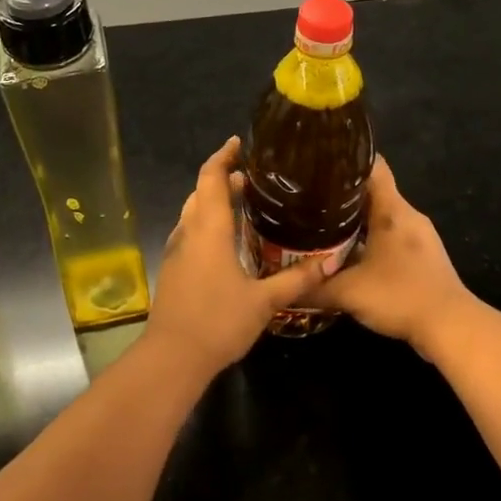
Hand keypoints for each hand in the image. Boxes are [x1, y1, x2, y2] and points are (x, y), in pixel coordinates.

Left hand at [147, 138, 330, 375]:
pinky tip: (228, 239)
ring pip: (193, 212)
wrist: (172, 357)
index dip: (223, 156)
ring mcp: (177, 251)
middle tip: (253, 177)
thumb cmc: (218, 322)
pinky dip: (208, 222)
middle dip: (223, 178)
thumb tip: (329, 263)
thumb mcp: (264, 301)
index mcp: (209, 229)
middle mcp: (189, 232)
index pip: (211, 178)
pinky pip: (191, 232)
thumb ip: (296, 280)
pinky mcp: (174, 269)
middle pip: (201, 191)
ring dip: (214, 200)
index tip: (239, 143)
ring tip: (244, 201)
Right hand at [308, 157, 473, 351]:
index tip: (319, 163)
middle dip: (342, 194)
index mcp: (392, 210)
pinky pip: (391, 237)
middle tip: (309, 199)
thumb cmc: (400, 296)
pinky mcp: (423, 258)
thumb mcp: (348, 292)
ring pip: (382, 216)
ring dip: (356, 220)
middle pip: (373, 192)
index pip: (373, 167)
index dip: (347, 161)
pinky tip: (350, 254)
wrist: (451, 327)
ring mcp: (419, 237)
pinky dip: (370, 239)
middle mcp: (408, 216)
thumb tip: (284, 288)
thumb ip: (313, 288)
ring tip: (323, 225)